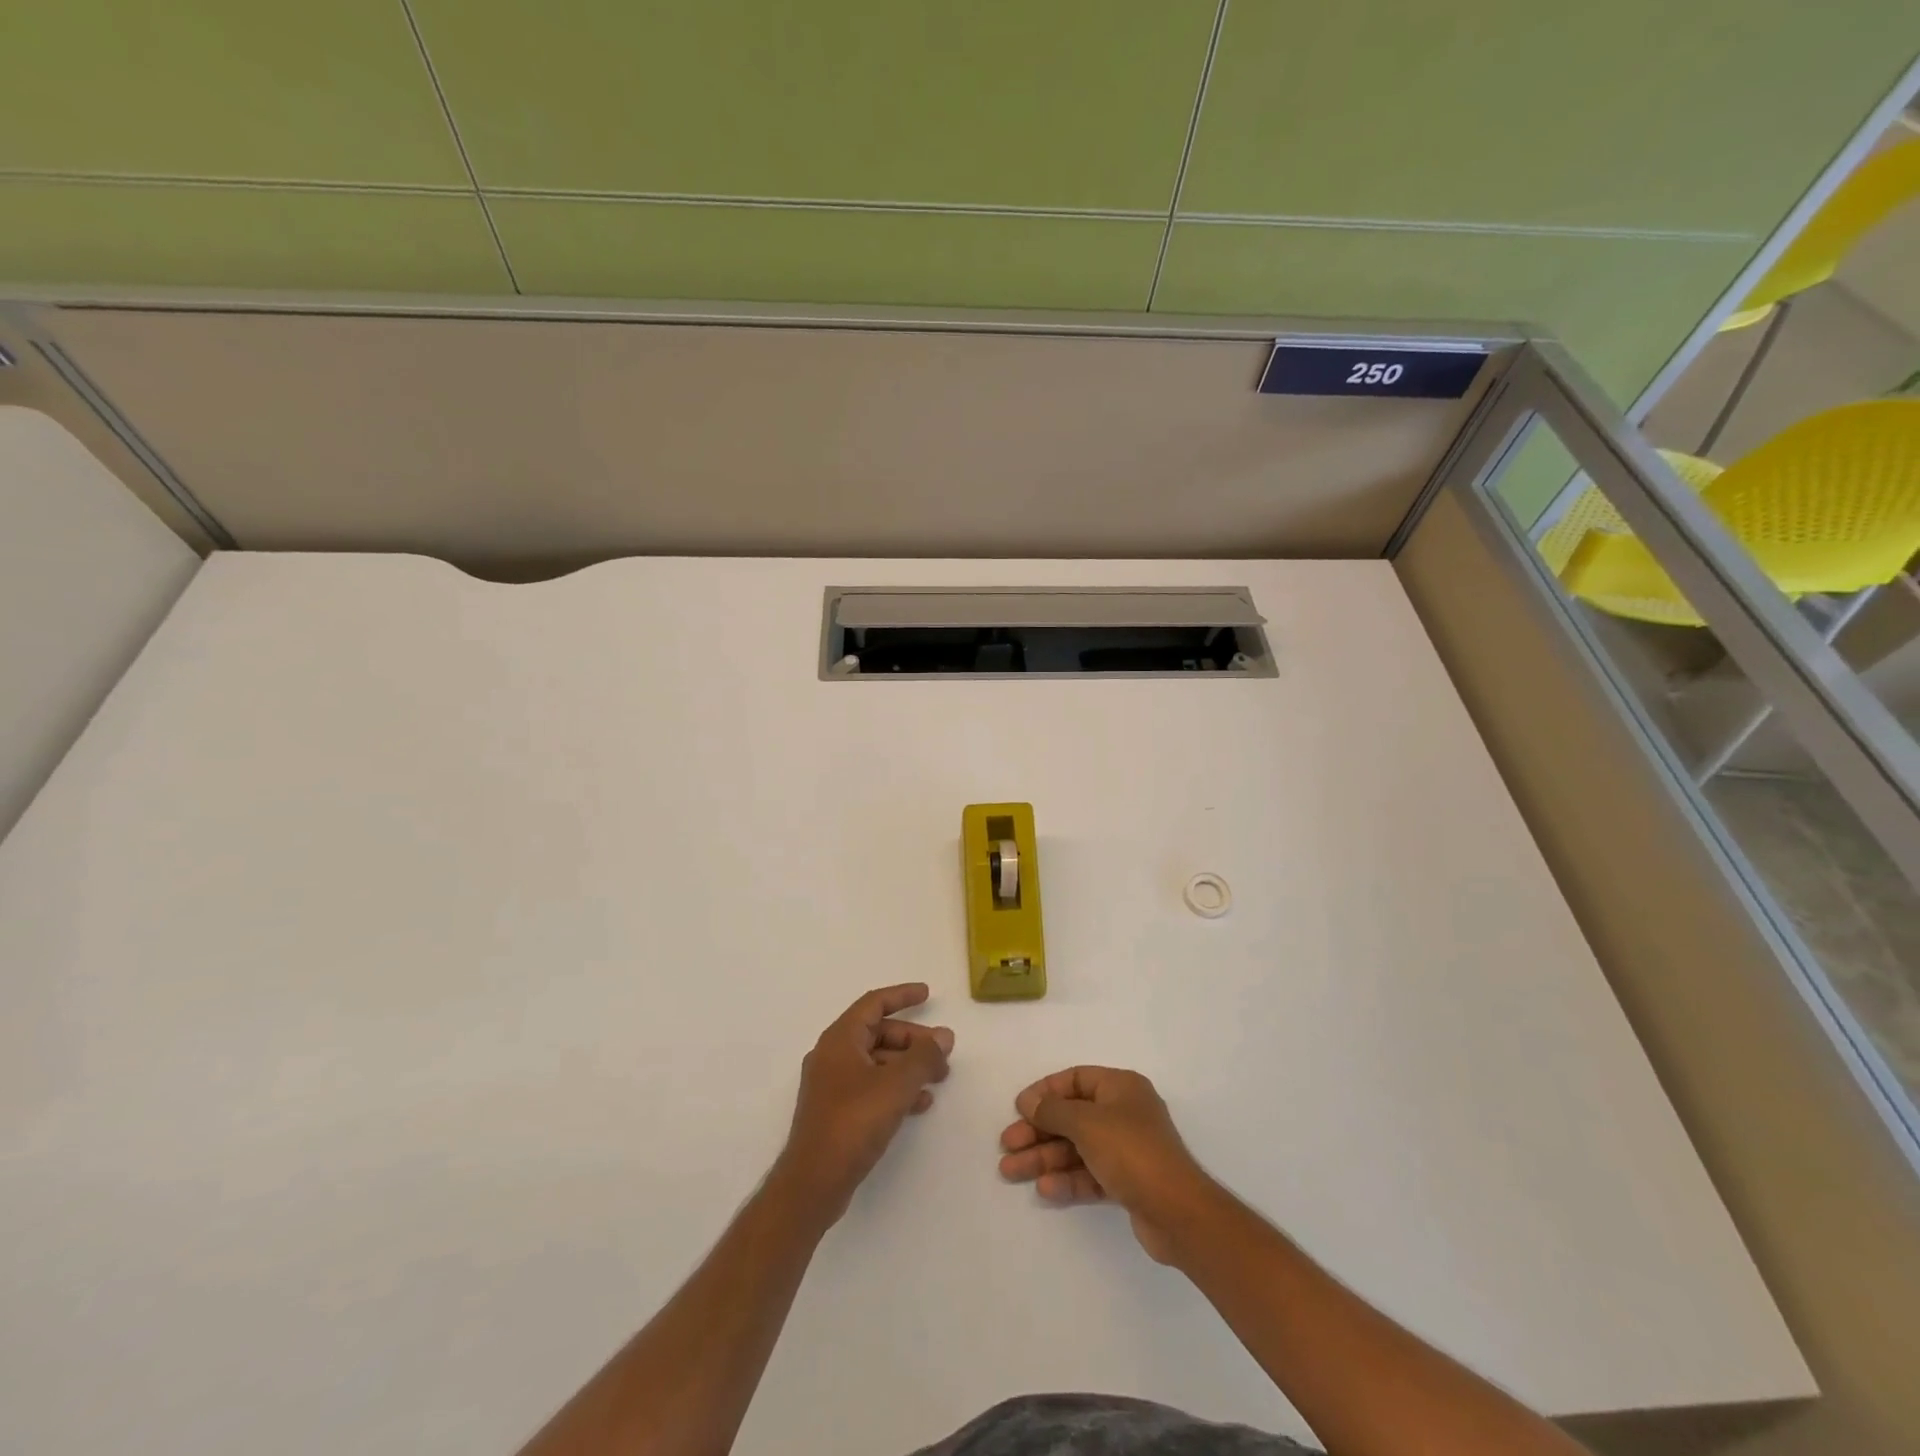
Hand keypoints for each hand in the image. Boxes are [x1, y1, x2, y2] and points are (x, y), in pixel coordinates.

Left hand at [774, 983, 953, 1224]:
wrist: (813, 1182)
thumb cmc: (853, 1122)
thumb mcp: (896, 1085)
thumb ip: (923, 1057)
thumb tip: (944, 1036)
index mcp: (840, 1039)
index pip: (874, 1003)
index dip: (902, 996)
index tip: (928, 994)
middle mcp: (833, 1055)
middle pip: (878, 1033)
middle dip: (913, 1040)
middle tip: (943, 1052)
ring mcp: (832, 1085)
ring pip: (877, 1062)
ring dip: (908, 1066)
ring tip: (939, 1078)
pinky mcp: (836, 1111)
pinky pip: (872, 1086)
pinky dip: (896, 1088)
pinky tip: (920, 1103)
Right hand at [998, 1066, 1218, 1263]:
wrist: (1178, 1212)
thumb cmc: (1131, 1151)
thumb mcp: (1086, 1123)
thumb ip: (1053, 1110)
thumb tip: (1028, 1101)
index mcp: (1120, 1087)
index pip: (1075, 1079)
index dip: (1045, 1092)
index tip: (1019, 1108)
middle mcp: (1124, 1113)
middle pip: (1072, 1116)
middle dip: (1038, 1131)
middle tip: (1007, 1145)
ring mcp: (1126, 1149)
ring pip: (1077, 1147)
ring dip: (1044, 1158)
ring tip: (1010, 1171)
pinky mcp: (1127, 1182)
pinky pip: (1089, 1173)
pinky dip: (1067, 1179)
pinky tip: (1044, 1189)